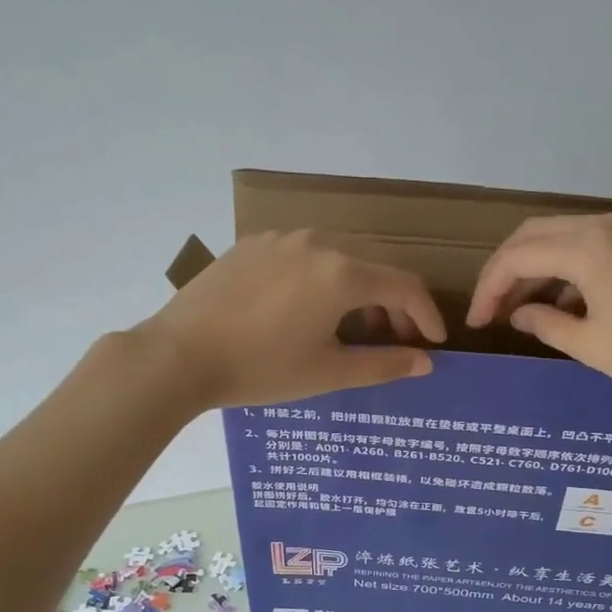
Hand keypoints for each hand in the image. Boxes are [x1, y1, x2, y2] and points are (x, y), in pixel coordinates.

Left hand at [135, 230, 446, 408]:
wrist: (178, 355)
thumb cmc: (259, 369)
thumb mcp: (327, 373)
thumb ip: (382, 364)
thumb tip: (425, 362)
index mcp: (342, 274)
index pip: (404, 286)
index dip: (426, 315)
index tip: (434, 342)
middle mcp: (317, 243)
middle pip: (374, 267)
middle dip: (394, 304)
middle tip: (395, 340)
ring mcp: (281, 238)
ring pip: (338, 258)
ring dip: (358, 289)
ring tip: (352, 327)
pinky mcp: (252, 244)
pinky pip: (303, 255)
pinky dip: (322, 278)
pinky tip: (306, 308)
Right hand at [465, 212, 611, 407]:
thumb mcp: (592, 347)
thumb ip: (545, 323)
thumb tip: (518, 313)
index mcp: (588, 247)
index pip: (517, 256)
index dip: (488, 288)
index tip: (475, 322)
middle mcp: (605, 224)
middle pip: (533, 235)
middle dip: (505, 271)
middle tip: (490, 310)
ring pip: (560, 236)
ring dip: (534, 268)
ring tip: (519, 310)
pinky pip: (589, 243)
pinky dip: (564, 267)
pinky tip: (561, 303)